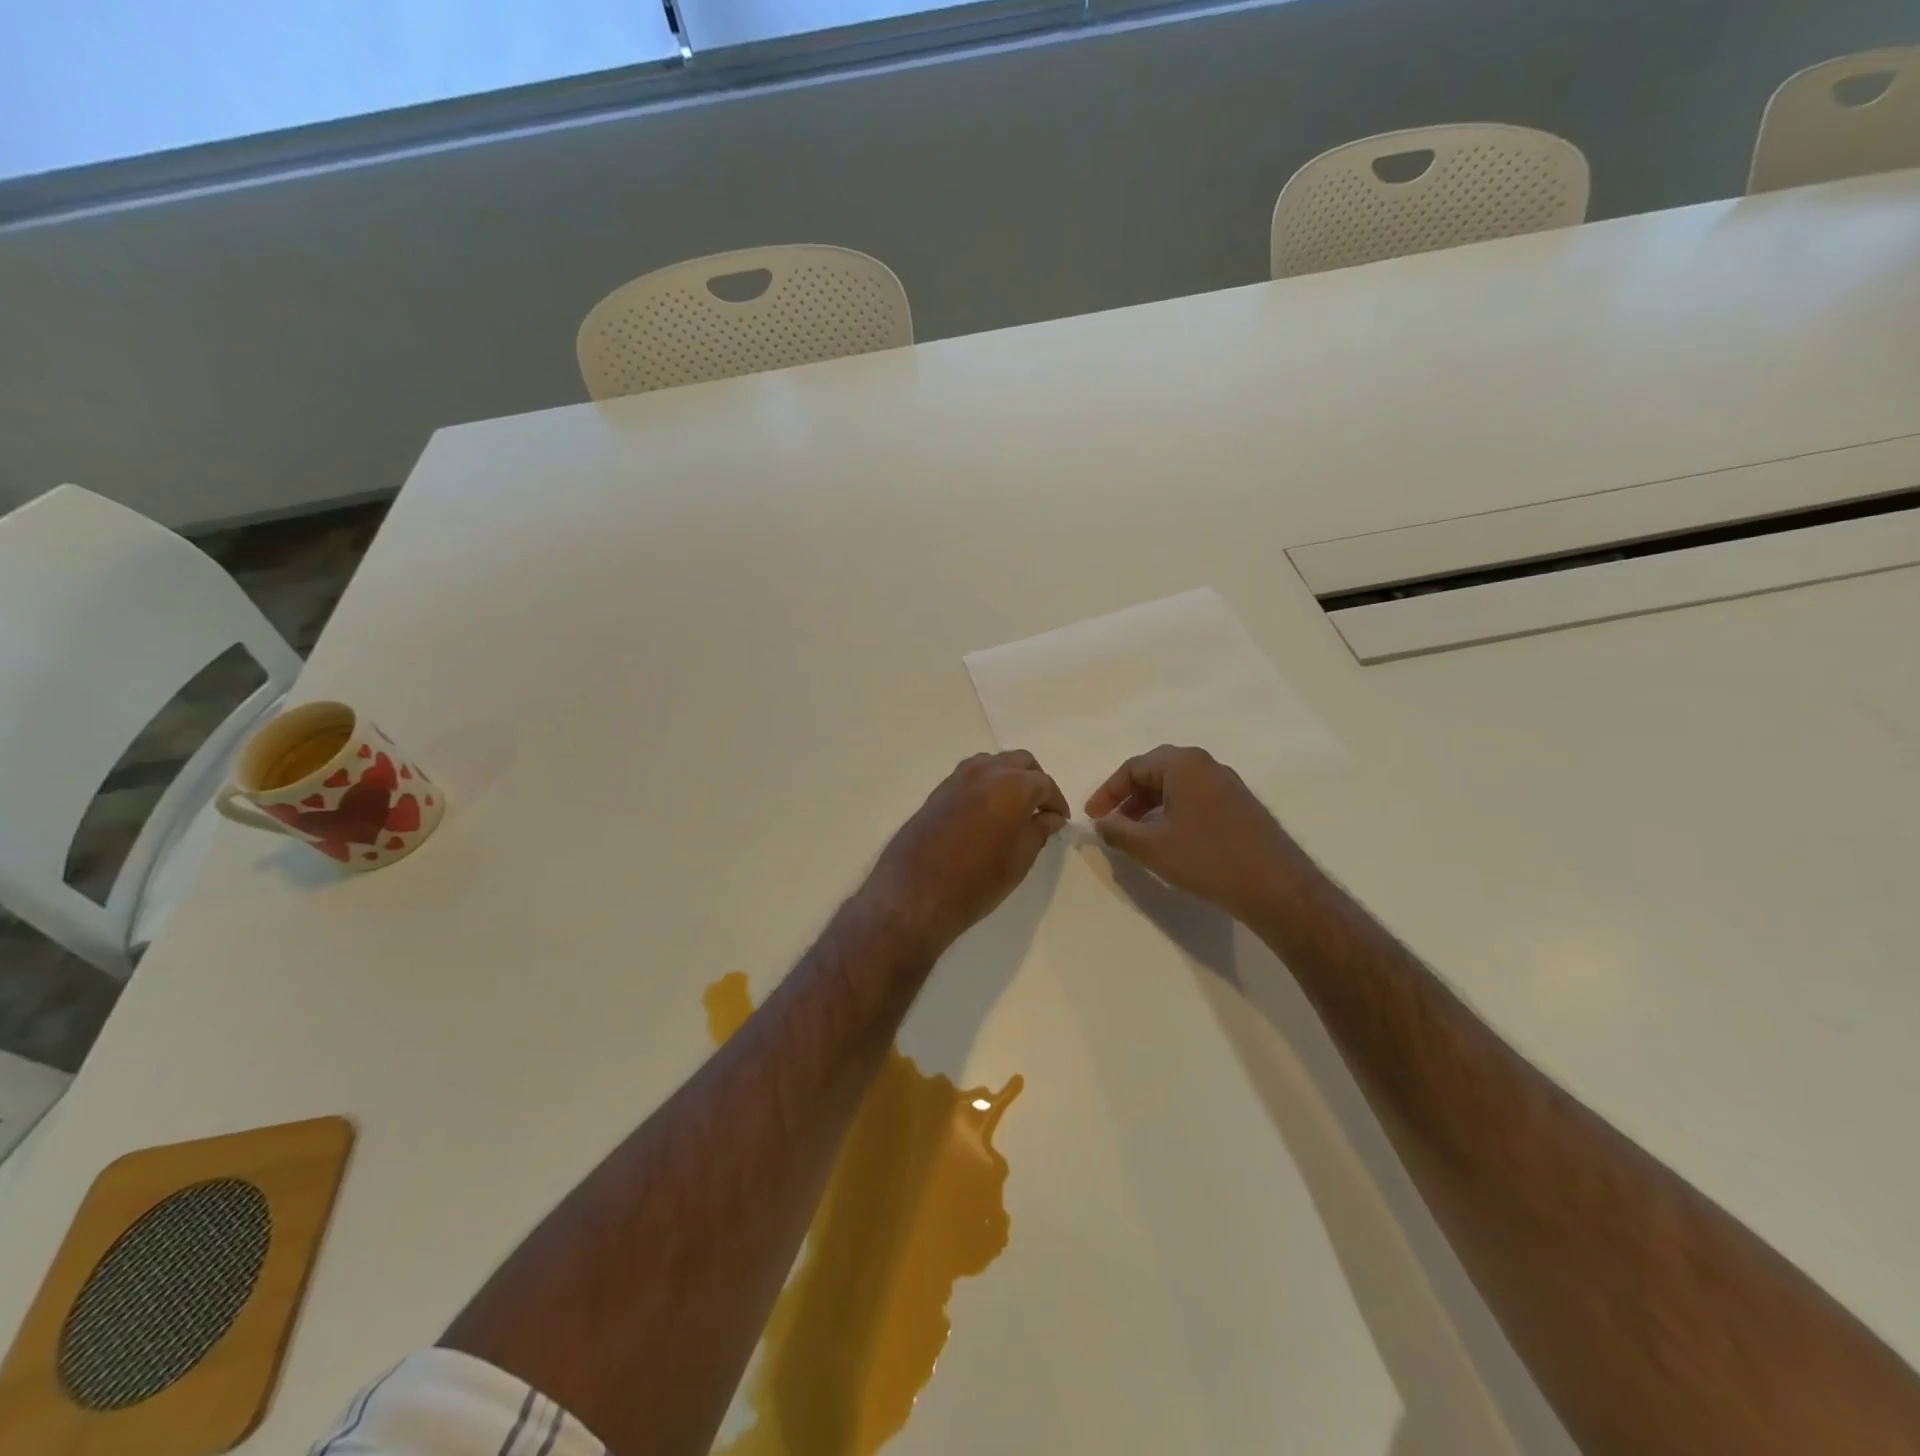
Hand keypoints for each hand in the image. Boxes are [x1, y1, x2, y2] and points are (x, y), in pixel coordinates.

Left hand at [865, 751, 1068, 954]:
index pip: (1044, 784)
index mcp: (1012, 785)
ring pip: (993, 763)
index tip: (1060, 820)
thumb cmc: (976, 882)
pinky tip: (987, 812)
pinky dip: (986, 784)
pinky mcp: (938, 791)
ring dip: (1009, 777)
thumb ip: (1038, 831)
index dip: (1056, 802)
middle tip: (1041, 809)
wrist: (915, 894)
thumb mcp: (1019, 860)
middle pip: (1020, 762)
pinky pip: (970, 775)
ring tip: (1014, 809)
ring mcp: (957, 778)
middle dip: (1035, 781)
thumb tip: (1050, 817)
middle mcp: (985, 772)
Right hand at [1086, 745, 1301, 923]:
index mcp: (1183, 764)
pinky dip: (1173, 812)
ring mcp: (1227, 784)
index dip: (1107, 792)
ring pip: (1176, 786)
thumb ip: (1117, 831)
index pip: (1133, 768)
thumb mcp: (1151, 847)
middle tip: (1111, 823)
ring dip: (1149, 806)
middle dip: (1128, 797)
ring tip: (1135, 835)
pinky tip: (1168, 839)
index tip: (1092, 817)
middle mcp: (1206, 765)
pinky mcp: (1240, 805)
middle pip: (1155, 772)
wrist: (1276, 887)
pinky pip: (1195, 798)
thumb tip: (1101, 823)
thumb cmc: (1207, 859)